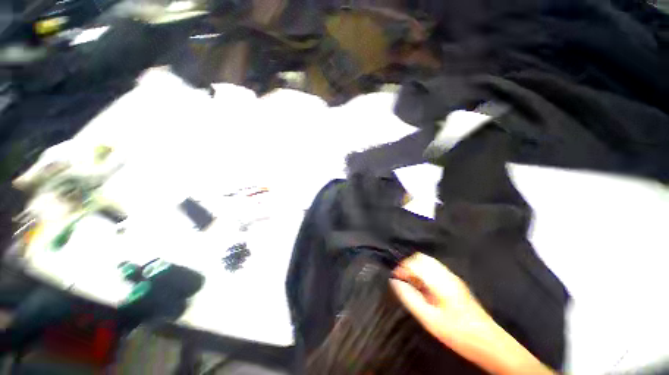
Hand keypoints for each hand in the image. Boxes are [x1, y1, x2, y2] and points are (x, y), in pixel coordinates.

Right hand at [390, 253, 489, 344]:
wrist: (489, 343)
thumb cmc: (458, 333)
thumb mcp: (430, 319)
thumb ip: (410, 298)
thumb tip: (395, 282)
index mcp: (440, 281)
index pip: (415, 262)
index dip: (402, 267)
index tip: (394, 278)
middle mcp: (446, 274)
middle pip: (421, 258)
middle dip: (408, 265)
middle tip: (402, 280)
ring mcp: (452, 277)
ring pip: (428, 262)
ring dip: (415, 268)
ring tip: (411, 284)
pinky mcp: (455, 283)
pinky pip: (434, 269)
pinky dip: (423, 272)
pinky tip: (423, 288)